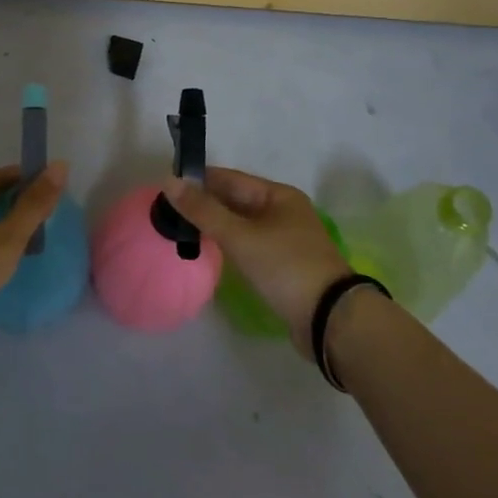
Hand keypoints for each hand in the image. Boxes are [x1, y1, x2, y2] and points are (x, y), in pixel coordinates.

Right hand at [164, 167, 350, 357]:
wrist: (330, 319)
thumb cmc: (285, 267)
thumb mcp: (240, 236)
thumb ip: (203, 210)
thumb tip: (169, 181)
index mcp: (278, 195)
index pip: (230, 178)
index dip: (199, 180)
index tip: (168, 186)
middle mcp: (284, 212)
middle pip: (236, 200)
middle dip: (205, 203)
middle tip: (169, 211)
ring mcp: (286, 239)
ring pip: (242, 224)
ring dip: (216, 225)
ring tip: (183, 230)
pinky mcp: (284, 265)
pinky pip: (249, 245)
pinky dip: (229, 244)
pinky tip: (211, 251)